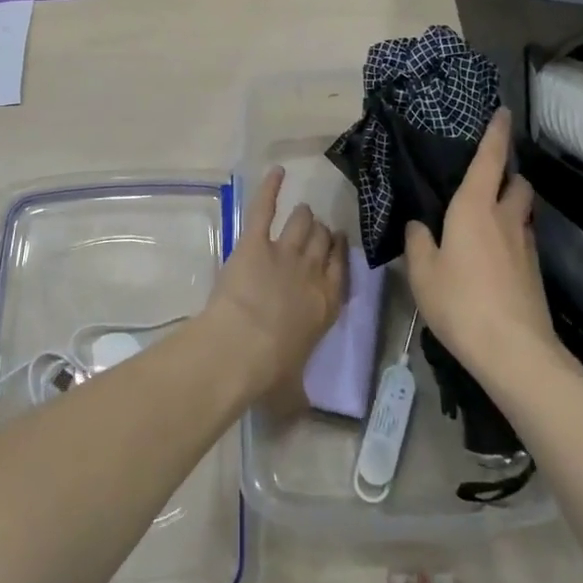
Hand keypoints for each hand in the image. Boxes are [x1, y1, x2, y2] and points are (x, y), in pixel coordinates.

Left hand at [205, 167, 346, 405]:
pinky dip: (270, 187)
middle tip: (317, 232)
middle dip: (322, 235)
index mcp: (326, 304)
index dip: (339, 254)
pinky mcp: (257, 241)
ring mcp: (285, 252)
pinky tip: (276, 172)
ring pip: (303, 223)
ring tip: (301, 213)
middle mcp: (312, 272)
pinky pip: (266, 207)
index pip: (341, 269)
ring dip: (303, 218)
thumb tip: (300, 411)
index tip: (337, 245)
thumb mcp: (292, 389)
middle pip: (324, 242)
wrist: (241, 347)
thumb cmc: (269, 372)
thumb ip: (299, 392)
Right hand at [403, 109, 554, 380]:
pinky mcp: (534, 271)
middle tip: (487, 179)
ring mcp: (525, 246)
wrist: (514, 351)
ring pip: (522, 212)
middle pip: (517, 183)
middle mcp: (505, 218)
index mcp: (474, 207)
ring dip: (511, 206)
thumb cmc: (460, 302)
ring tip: (487, 219)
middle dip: (508, 174)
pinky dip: (510, 236)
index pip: (490, 159)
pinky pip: (522, 239)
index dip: (497, 133)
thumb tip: (419, 225)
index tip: (502, 112)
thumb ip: (418, 242)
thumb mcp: (422, 272)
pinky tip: (492, 256)